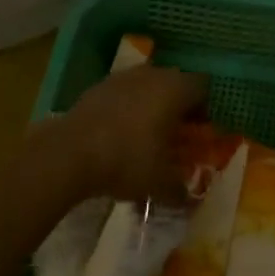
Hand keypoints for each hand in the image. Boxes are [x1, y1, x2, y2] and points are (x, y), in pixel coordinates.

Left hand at [44, 65, 207, 203]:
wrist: (69, 154)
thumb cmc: (127, 161)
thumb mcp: (160, 184)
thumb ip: (181, 190)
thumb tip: (191, 200)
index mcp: (176, 89)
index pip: (203, 87)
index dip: (205, 108)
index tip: (200, 130)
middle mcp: (154, 75)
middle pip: (176, 83)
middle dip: (179, 106)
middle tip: (176, 134)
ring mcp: (124, 77)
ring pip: (148, 85)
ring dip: (152, 104)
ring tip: (146, 134)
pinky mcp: (99, 86)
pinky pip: (123, 93)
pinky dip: (127, 108)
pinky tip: (118, 134)